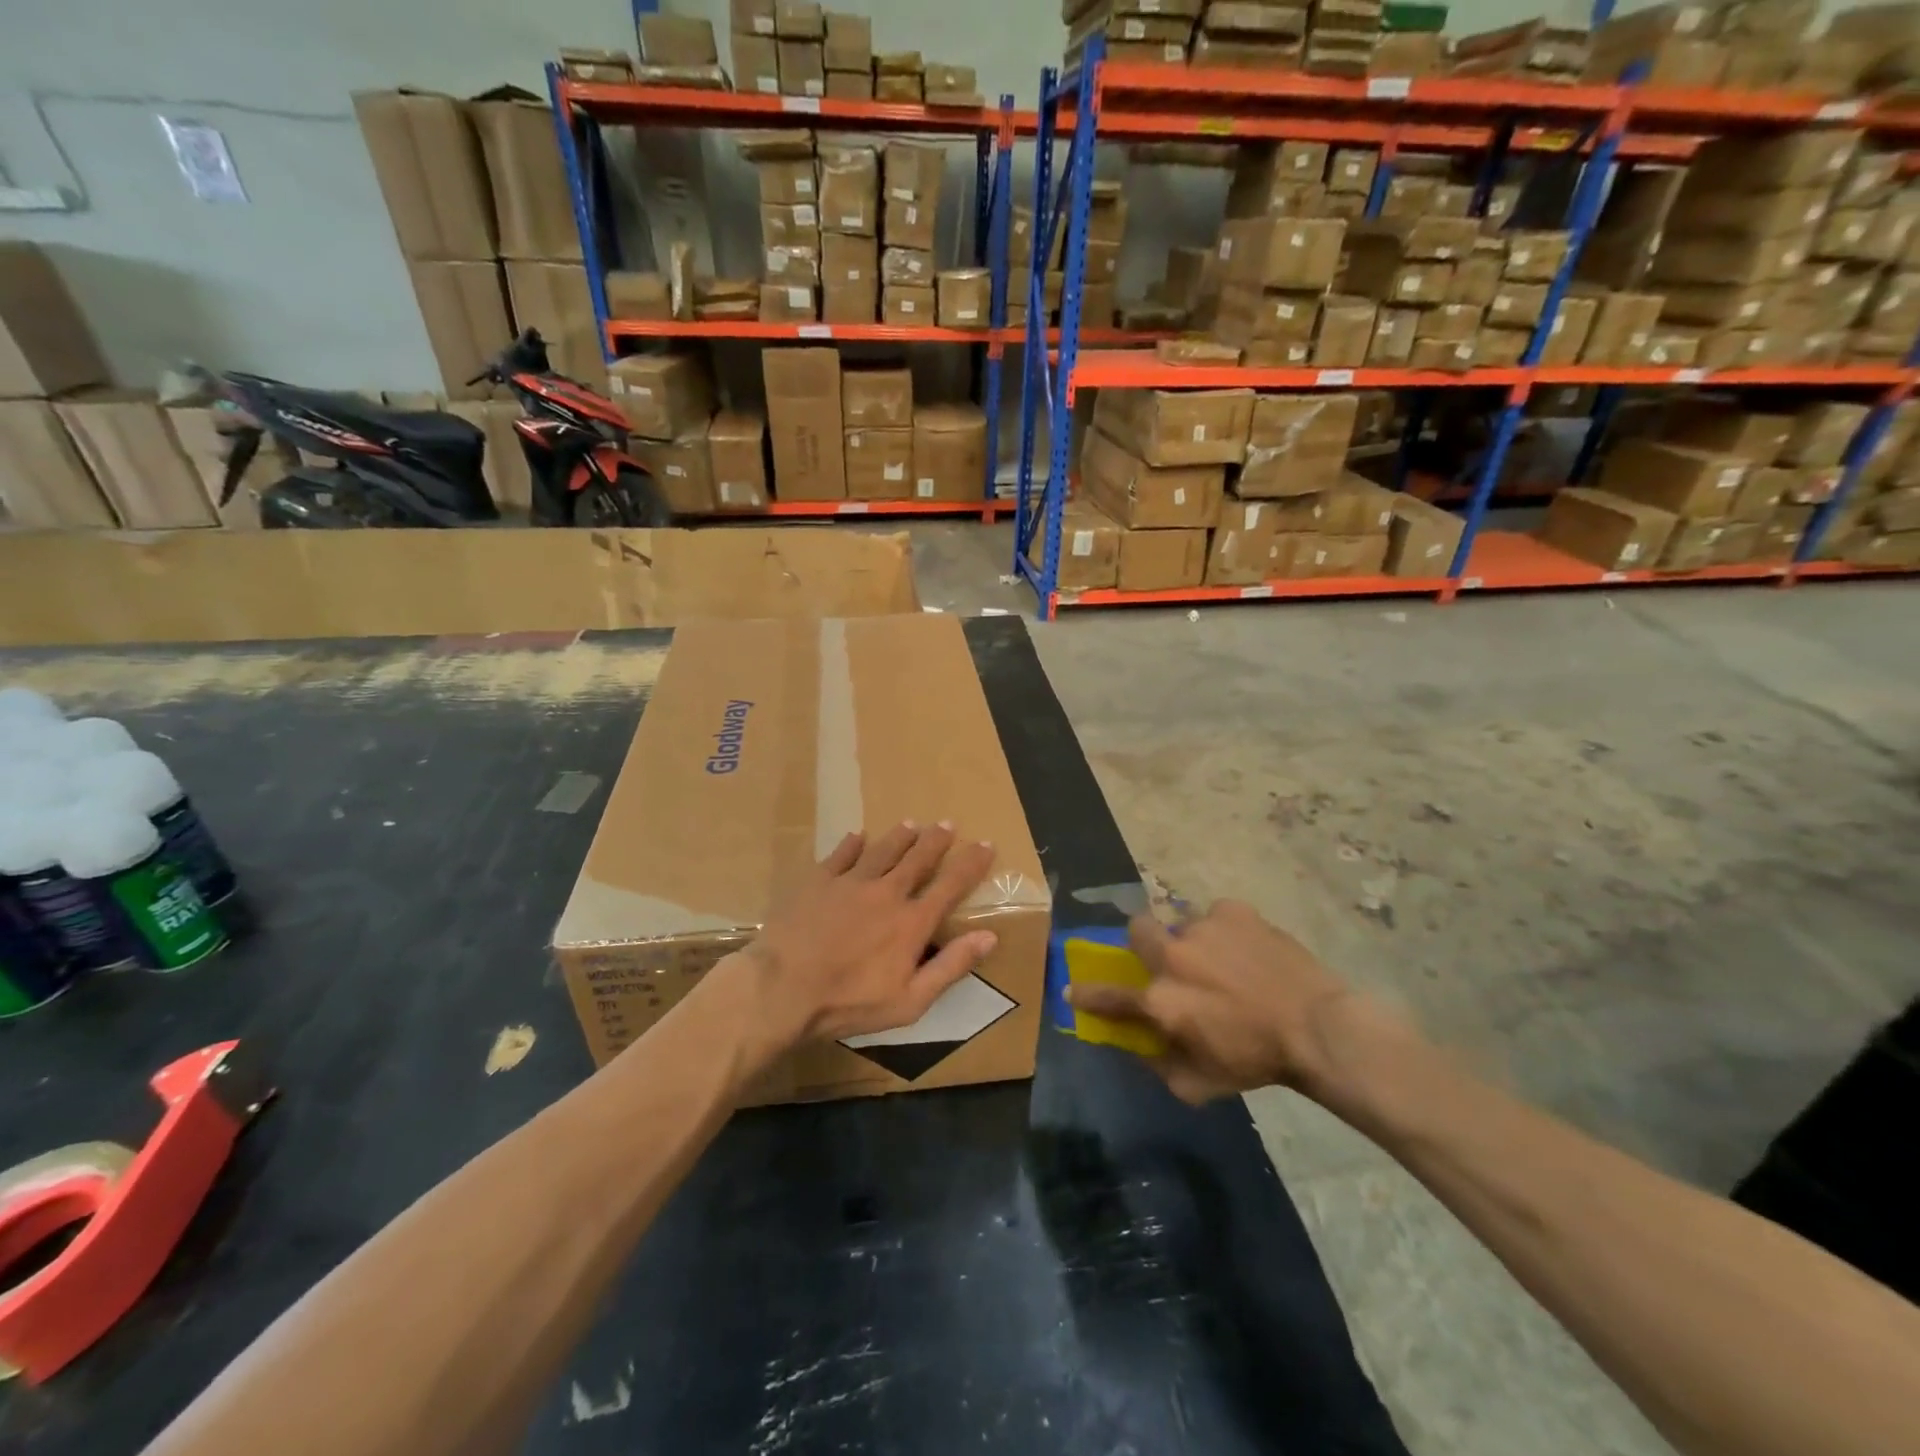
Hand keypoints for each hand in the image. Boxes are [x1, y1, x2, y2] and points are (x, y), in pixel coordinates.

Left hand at [731, 822, 997, 1059]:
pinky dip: (852, 844)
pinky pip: (840, 855)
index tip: (986, 844)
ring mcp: (850, 883)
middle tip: (948, 824)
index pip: (951, 886)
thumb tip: (989, 937)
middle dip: (936, 840)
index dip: (972, 864)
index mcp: (911, 922)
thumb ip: (950, 967)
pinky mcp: (818, 882)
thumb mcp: (910, 1000)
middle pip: (917, 859)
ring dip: (900, 837)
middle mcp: (886, 892)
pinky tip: (857, 836)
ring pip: (882, 851)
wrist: (783, 988)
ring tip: (911, 824)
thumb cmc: (849, 1002)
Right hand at [1066, 900, 1353, 1104]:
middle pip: (1136, 930)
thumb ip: (1158, 1064)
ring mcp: (1202, 928)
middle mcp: (1173, 956)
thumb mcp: (1200, 1084)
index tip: (1073, 988)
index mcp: (1161, 1000)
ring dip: (1192, 941)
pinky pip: (1216, 915)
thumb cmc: (1256, 1061)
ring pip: (1181, 923)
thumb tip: (1136, 1044)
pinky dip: (1225, 930)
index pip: (1109, 995)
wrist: (1318, 1028)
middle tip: (1168, 959)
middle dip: (1144, 942)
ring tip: (1223, 960)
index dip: (1088, 993)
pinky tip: (1247, 950)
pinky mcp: (1232, 911)